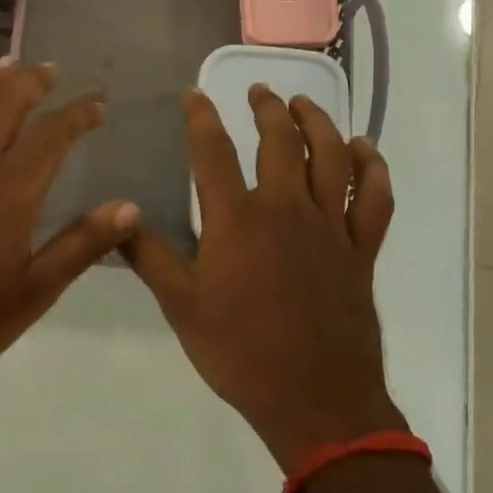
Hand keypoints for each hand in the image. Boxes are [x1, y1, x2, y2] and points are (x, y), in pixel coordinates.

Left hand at [0, 60, 139, 397]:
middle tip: (53, 68)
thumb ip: (81, 245)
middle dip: (31, 83)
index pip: (50, 136)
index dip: (77, 115)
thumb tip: (130, 207)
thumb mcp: (34, 292)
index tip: (98, 104)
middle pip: (4, 107)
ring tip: (12, 65)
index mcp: (8, 194)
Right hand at [123, 86, 401, 472]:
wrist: (316, 401)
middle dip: (267, 109)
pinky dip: (373, 169)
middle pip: (281, 142)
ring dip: (319, 123)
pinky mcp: (361, 249)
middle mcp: (287, 209)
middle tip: (259, 91)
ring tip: (305, 105)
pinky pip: (375, 199)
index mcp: (238, 221)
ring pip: (333, 157)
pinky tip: (364, 150)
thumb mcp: (181, 308)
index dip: (202, 117)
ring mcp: (331, 227)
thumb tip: (117, 218)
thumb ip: (149, 257)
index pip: (214, 152)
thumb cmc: (240, 353)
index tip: (195, 94)